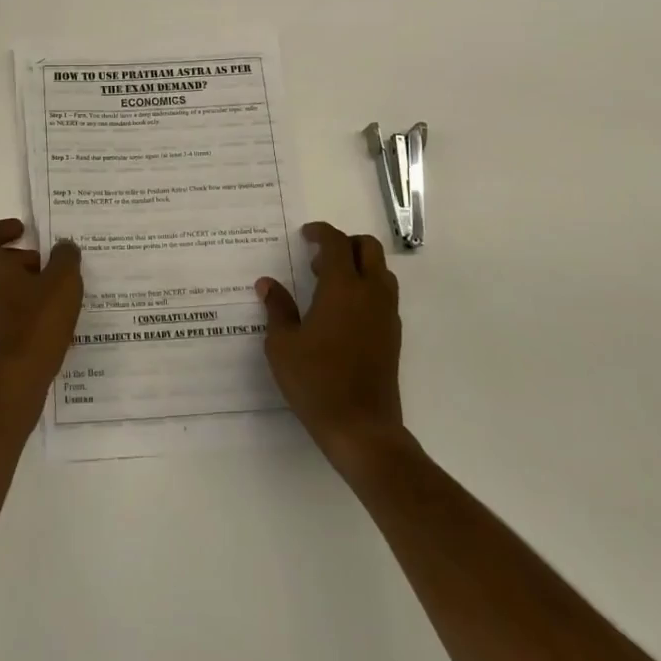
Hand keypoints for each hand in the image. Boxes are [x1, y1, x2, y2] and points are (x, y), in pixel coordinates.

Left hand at [0, 219, 84, 401]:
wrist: (8, 384)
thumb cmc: (35, 324)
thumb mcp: (63, 283)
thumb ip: (65, 258)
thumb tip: (63, 247)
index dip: (3, 229)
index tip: (24, 231)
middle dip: (10, 258)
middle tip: (38, 264)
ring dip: (7, 284)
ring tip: (40, 295)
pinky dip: (4, 308)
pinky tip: (33, 322)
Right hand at [256, 221, 405, 469]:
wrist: (361, 427)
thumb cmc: (316, 381)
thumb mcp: (283, 344)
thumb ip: (277, 308)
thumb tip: (267, 283)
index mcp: (342, 288)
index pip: (336, 243)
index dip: (320, 232)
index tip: (305, 235)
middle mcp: (370, 293)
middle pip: (367, 247)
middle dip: (344, 243)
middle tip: (318, 258)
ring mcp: (386, 314)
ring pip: (381, 270)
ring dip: (358, 264)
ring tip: (328, 285)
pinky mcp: (393, 334)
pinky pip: (384, 293)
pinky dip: (367, 286)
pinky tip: (342, 311)